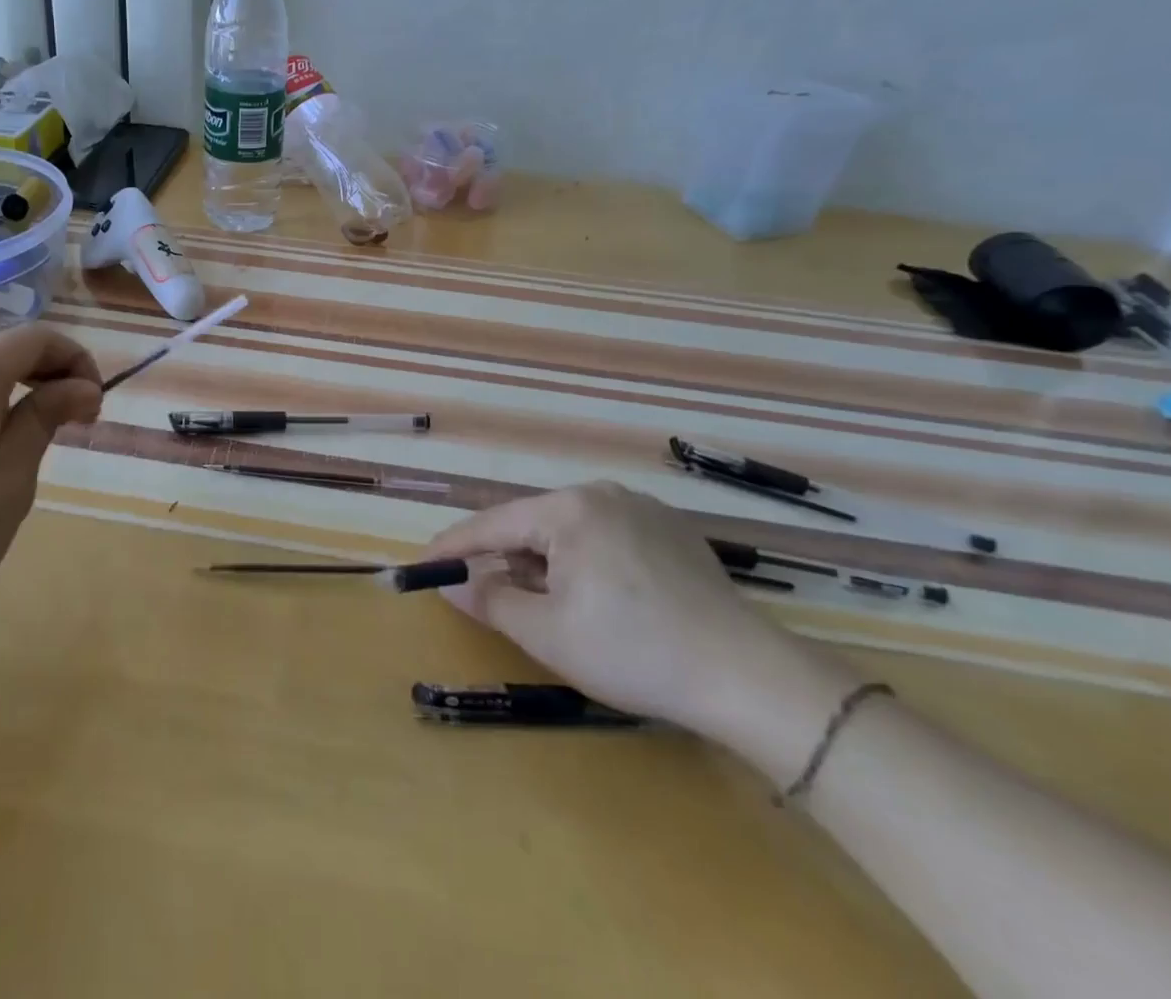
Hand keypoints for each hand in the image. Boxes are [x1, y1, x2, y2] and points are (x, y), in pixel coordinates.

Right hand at [425, 482, 856, 755]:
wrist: (749, 677)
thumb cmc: (634, 651)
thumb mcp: (548, 633)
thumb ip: (490, 600)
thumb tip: (450, 583)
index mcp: (568, 508)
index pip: (492, 523)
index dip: (453, 547)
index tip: (420, 565)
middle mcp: (602, 493)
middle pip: (532, 524)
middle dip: (504, 560)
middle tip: (485, 596)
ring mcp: (642, 508)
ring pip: (570, 532)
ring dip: (545, 564)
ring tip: (544, 606)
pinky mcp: (672, 532)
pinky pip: (606, 538)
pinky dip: (584, 563)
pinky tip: (597, 601)